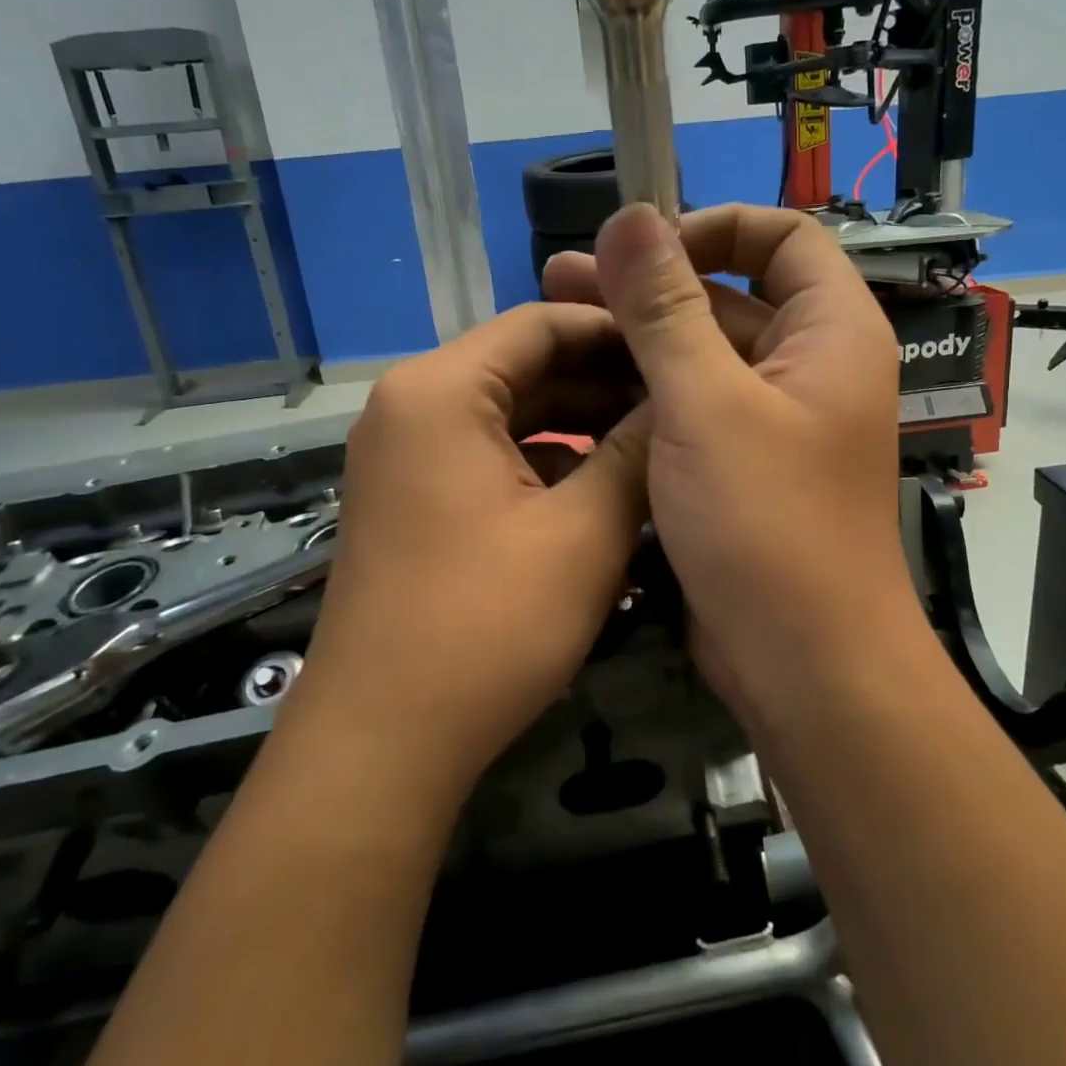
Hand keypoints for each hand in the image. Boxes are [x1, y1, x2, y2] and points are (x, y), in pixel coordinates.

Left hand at [281, 304, 647, 804]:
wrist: (383, 742)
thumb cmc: (488, 625)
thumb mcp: (586, 532)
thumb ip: (639, 453)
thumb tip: (680, 402)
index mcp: (441, 390)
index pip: (542, 323)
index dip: (619, 332)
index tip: (683, 354)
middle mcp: (412, 406)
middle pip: (525, 366)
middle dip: (605, 382)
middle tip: (680, 404)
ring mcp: (406, 455)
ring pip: (511, 414)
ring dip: (581, 425)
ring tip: (654, 445)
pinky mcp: (414, 500)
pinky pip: (491, 455)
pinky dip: (547, 463)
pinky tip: (603, 489)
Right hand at [543, 204, 918, 725]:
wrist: (803, 662)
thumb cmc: (767, 524)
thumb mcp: (705, 404)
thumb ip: (664, 308)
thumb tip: (629, 216)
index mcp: (831, 332)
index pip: (782, 237)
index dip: (712, 228)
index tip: (641, 250)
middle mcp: (809, 366)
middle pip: (730, 295)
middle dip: (650, 283)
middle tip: (561, 276)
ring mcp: (773, 420)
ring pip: (703, 354)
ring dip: (637, 336)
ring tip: (553, 319)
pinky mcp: (740, 465)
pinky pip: (692, 406)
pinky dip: (644, 391)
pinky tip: (579, 387)